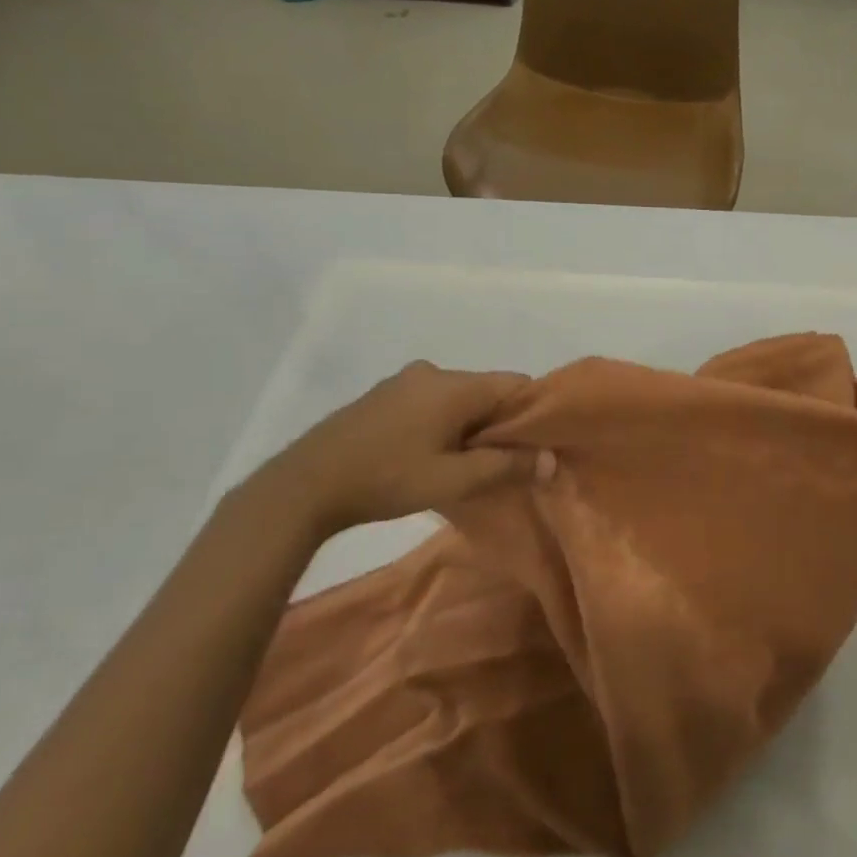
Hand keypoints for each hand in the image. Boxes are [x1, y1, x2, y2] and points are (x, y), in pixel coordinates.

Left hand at [258, 362, 534, 535]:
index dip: (534, 412)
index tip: (538, 446)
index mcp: (455, 385)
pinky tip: (429, 455)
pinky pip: (430, 402)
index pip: (516, 384)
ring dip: (469, 425)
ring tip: (464, 464)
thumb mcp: (453, 480)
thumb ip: (506, 466)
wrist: (305, 484)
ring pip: (458, 398)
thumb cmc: (387, 479)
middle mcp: (433, 372)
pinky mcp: (382, 396)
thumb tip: (551, 460)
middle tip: (502, 463)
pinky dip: (442, 423)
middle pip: (487, 391)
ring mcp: (404, 381)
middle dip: (500, 423)